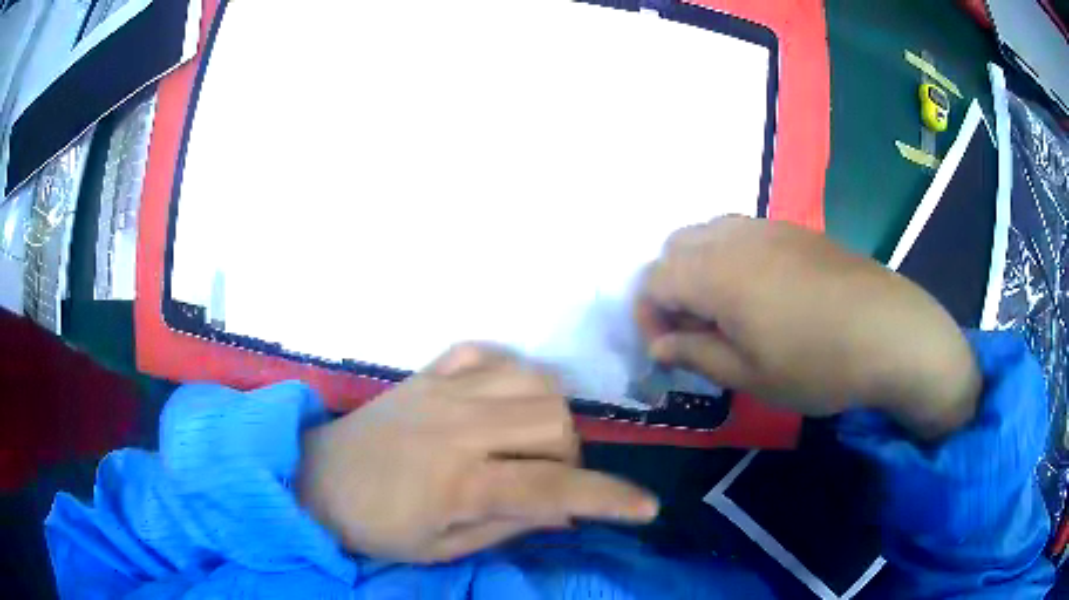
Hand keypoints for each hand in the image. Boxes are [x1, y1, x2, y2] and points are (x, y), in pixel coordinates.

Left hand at [298, 345, 657, 562]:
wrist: (317, 480)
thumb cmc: (376, 527)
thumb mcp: (441, 548)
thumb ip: (508, 526)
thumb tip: (565, 511)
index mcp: (458, 482)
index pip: (552, 489)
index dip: (608, 499)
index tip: (646, 508)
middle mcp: (458, 427)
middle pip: (554, 422)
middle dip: (569, 457)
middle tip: (545, 481)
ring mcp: (441, 390)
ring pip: (534, 380)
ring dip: (548, 414)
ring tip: (526, 442)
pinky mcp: (426, 372)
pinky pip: (487, 352)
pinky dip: (508, 372)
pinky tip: (498, 401)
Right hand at [637, 216, 980, 438]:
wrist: (890, 331)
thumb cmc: (817, 363)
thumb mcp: (749, 375)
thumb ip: (696, 354)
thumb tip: (661, 345)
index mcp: (715, 273)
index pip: (653, 280)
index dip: (649, 316)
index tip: (668, 350)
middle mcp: (734, 237)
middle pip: (675, 247)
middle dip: (671, 287)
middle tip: (696, 329)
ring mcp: (767, 226)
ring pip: (708, 232)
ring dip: (700, 268)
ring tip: (726, 310)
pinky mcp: (794, 229)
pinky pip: (742, 231)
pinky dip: (731, 256)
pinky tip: (761, 292)